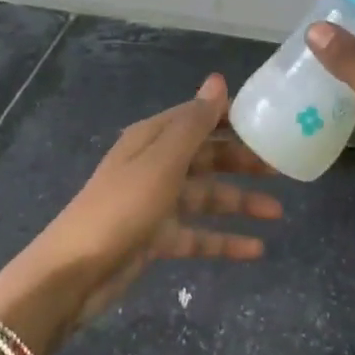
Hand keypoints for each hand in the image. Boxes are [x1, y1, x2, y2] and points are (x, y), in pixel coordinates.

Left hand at [0, 74, 282, 352]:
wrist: (72, 274)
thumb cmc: (121, 208)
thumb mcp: (162, 162)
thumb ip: (194, 123)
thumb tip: (218, 80)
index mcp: (153, 139)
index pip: (199, 118)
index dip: (232, 119)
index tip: (269, 124)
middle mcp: (155, 165)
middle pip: (206, 157)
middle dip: (242, 162)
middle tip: (282, 169)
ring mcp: (155, 203)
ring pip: (206, 197)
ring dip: (240, 203)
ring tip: (277, 213)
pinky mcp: (155, 238)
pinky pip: (197, 234)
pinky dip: (224, 240)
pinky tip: (255, 250)